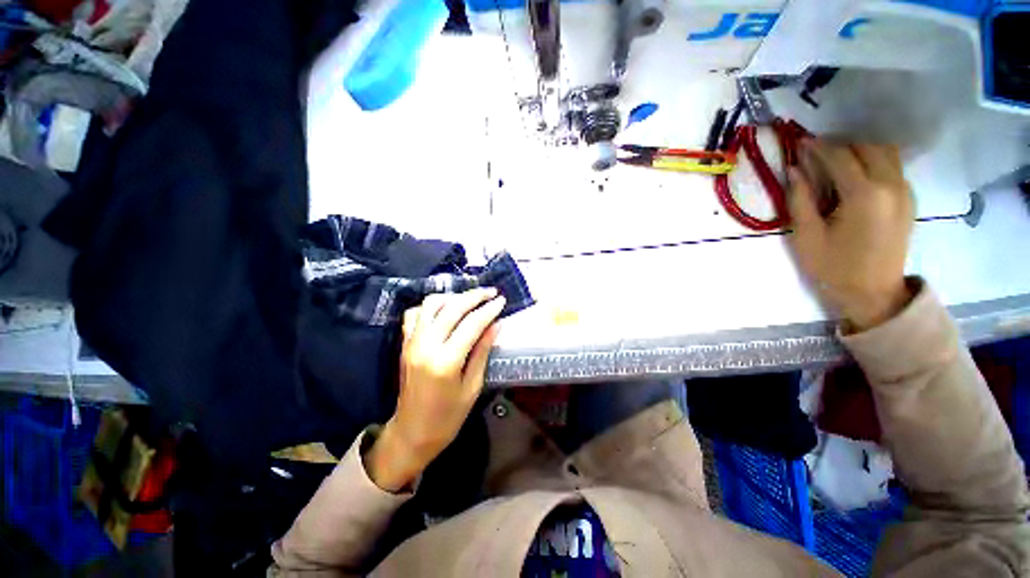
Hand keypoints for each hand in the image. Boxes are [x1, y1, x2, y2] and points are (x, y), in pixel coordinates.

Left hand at [366, 288, 505, 491]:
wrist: (412, 432)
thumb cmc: (448, 417)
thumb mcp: (473, 387)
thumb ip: (483, 351)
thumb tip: (496, 325)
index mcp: (446, 361)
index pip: (471, 324)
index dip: (489, 310)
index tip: (502, 300)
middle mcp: (426, 346)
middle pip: (452, 308)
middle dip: (474, 296)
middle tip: (491, 292)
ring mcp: (411, 342)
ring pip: (431, 304)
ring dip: (453, 297)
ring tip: (470, 299)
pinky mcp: (404, 343)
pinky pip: (415, 314)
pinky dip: (431, 306)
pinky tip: (445, 310)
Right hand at [788, 140, 914, 332]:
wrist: (873, 293)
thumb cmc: (833, 267)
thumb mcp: (806, 235)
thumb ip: (800, 198)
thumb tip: (794, 169)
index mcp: (864, 195)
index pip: (840, 156)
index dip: (817, 147)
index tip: (800, 143)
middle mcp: (891, 185)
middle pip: (867, 147)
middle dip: (839, 145)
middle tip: (815, 153)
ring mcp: (905, 192)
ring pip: (885, 152)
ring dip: (859, 150)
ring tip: (836, 161)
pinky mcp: (909, 199)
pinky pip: (893, 167)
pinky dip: (873, 161)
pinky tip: (856, 175)